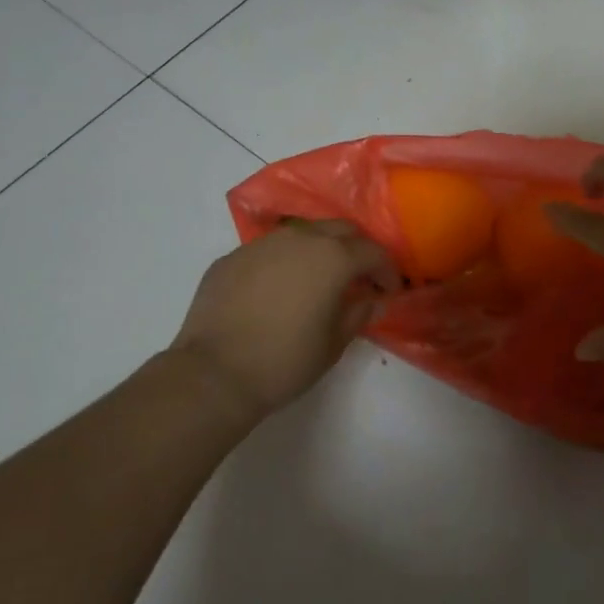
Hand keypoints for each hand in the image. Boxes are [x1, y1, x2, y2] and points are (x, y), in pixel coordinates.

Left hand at [171, 219, 400, 419]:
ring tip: (318, 279)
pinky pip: (269, 251)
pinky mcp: (232, 257)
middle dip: (357, 249)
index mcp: (332, 257)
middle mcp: (299, 238)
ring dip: (319, 250)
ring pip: (302, 234)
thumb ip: (359, 313)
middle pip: (340, 230)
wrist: (214, 374)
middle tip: (359, 277)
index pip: (372, 252)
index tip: (389, 290)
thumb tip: (373, 300)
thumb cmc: (285, 361)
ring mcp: (261, 244)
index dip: (386, 270)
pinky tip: (278, 291)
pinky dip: (284, 263)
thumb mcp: (334, 343)